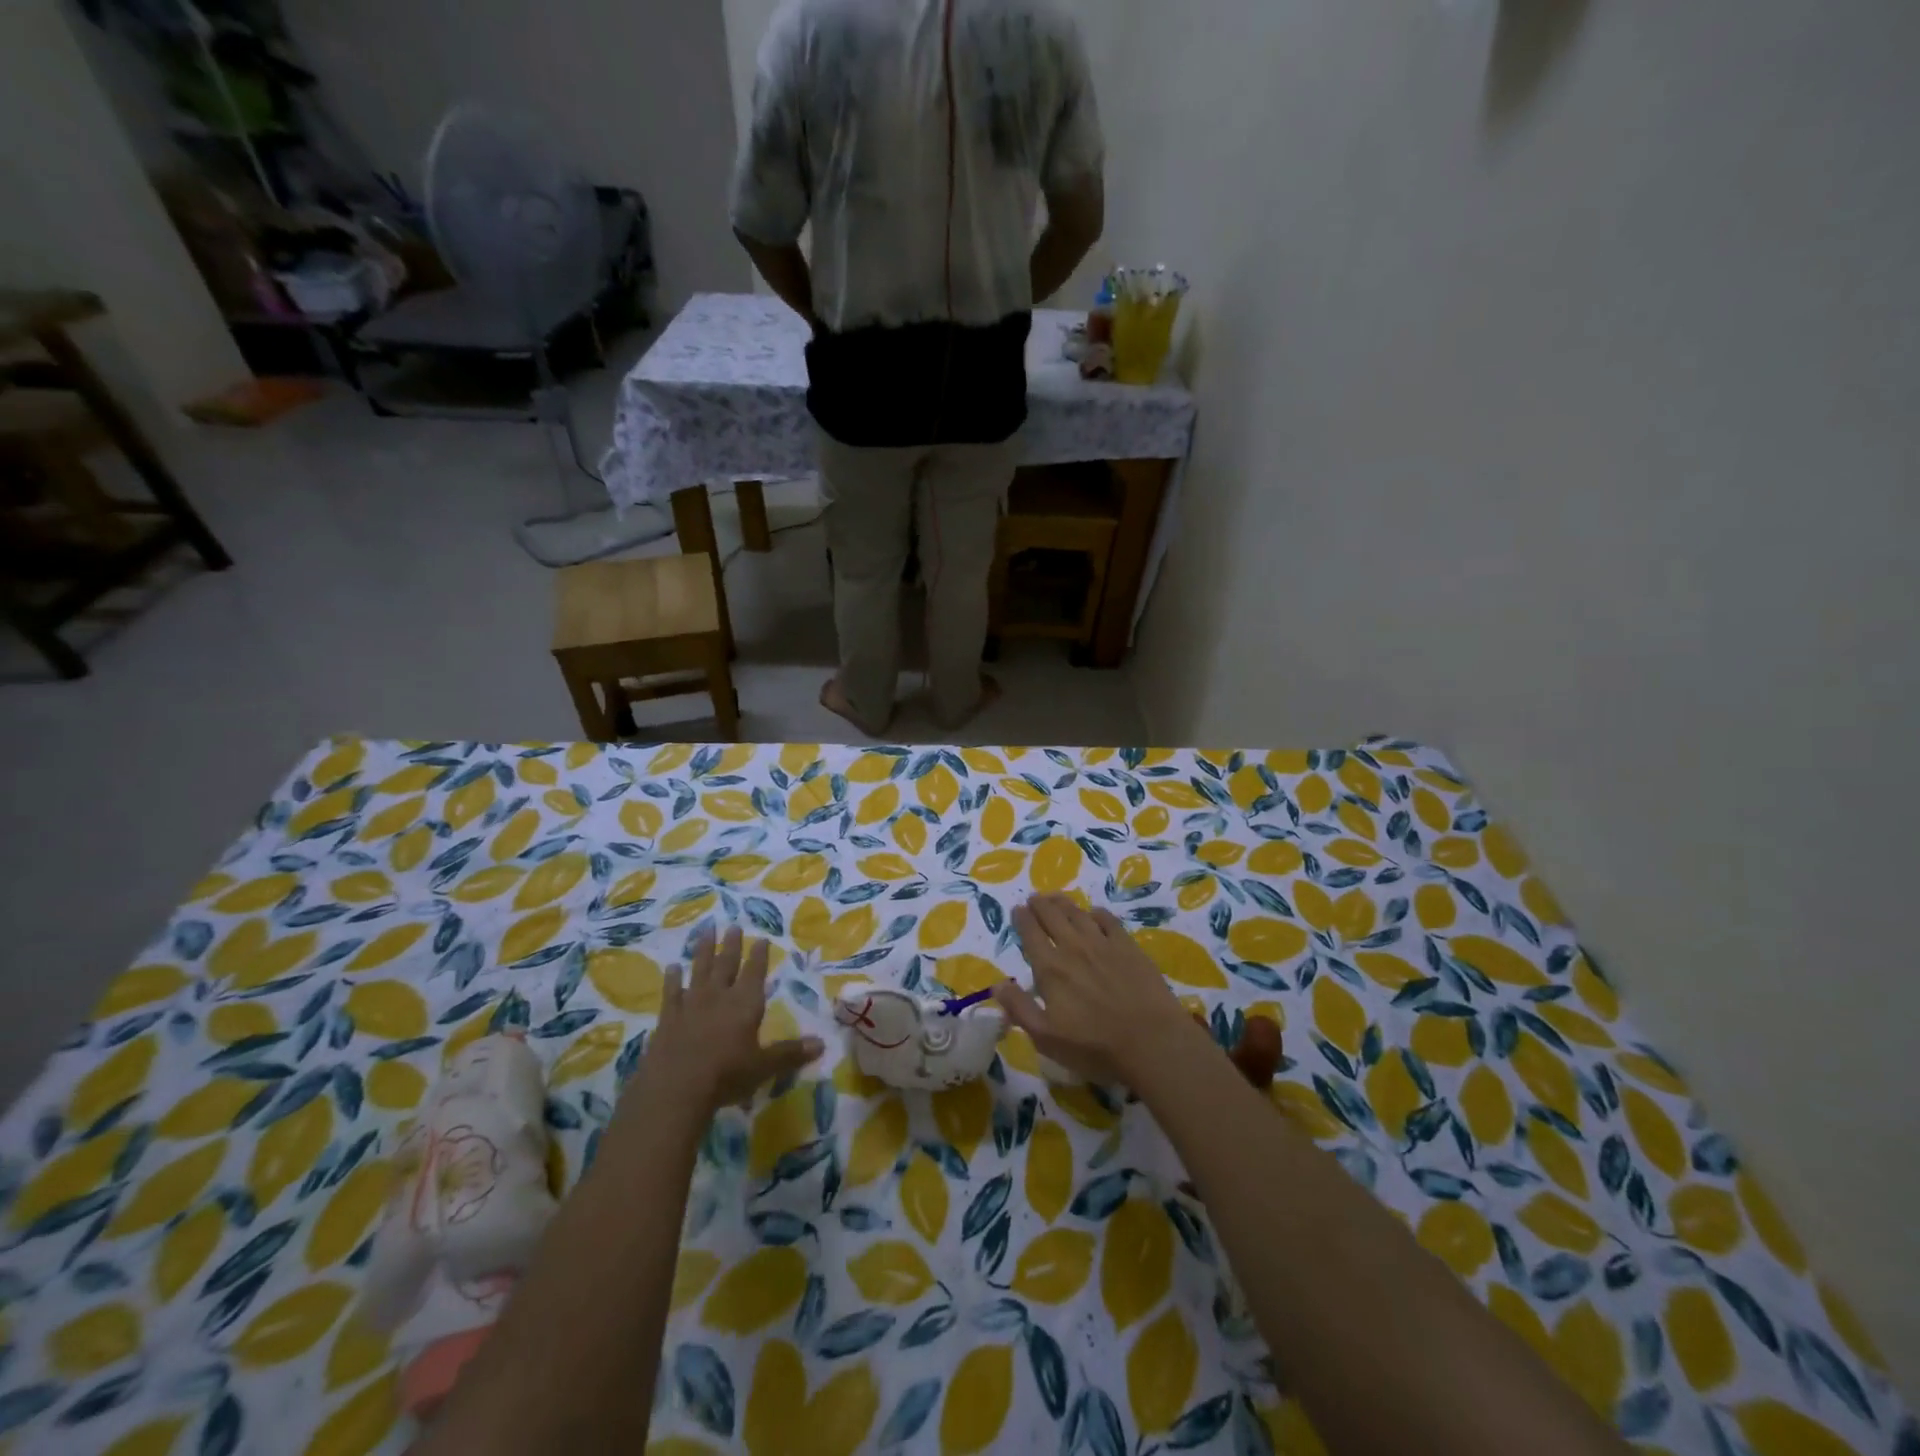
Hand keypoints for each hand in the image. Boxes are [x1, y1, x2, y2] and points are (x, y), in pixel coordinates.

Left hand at [644, 925, 822, 1113]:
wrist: (674, 1089)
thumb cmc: (725, 1075)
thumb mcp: (763, 1067)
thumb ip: (790, 1053)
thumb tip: (821, 1044)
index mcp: (745, 1004)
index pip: (755, 972)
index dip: (759, 955)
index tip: (761, 938)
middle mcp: (719, 996)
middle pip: (727, 964)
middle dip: (732, 945)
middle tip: (734, 925)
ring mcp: (691, 1004)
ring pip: (700, 970)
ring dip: (704, 950)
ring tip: (707, 930)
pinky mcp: (668, 1017)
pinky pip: (672, 992)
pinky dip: (672, 979)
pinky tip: (672, 967)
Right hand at [992, 894, 1208, 1087]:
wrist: (1151, 1042)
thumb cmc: (1095, 1046)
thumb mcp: (1047, 1037)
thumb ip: (1020, 1008)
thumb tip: (996, 983)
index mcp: (1050, 969)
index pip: (1031, 934)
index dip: (1022, 919)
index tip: (1017, 909)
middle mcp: (1073, 947)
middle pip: (1052, 917)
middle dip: (1040, 904)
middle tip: (1034, 897)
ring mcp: (1103, 944)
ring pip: (1078, 914)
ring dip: (1064, 903)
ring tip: (1056, 897)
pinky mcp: (1129, 947)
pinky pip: (1109, 921)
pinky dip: (1098, 913)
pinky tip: (1095, 913)